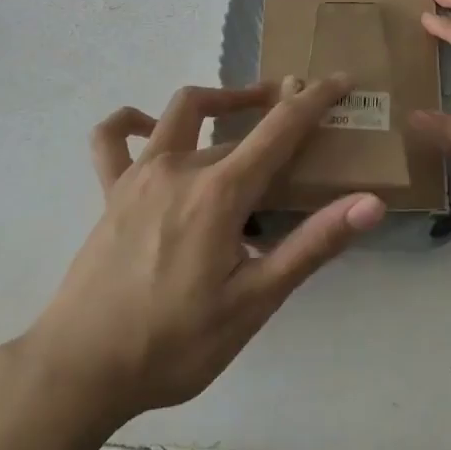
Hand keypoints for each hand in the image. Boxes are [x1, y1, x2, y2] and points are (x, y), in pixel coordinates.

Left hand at [30, 77, 384, 423]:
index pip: (280, 128)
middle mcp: (180, 166)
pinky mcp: (110, 191)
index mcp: (220, 191)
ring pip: (183, 111)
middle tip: (304, 121)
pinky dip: (131, 122)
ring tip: (245, 106)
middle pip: (237, 123)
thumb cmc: (174, 343)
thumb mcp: (253, 302)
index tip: (341, 79)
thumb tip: (370, 203)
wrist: (79, 370)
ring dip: (219, 98)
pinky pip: (112, 139)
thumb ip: (312, 246)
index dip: (315, 99)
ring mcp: (139, 173)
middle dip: (275, 112)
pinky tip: (146, 125)